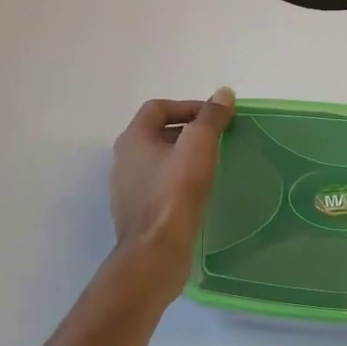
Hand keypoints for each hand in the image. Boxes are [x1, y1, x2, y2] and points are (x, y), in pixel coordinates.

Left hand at [109, 89, 235, 303]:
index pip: (158, 108)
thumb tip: (223, 93)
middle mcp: (123, 161)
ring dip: (183, 158)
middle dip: (188, 131)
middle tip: (217, 139)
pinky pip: (159, 188)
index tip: (216, 118)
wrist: (156, 252)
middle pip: (157, 133)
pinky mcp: (137, 215)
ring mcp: (127, 190)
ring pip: (158, 162)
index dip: (188, 106)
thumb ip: (211, 117)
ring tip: (211, 164)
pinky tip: (199, 192)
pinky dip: (179, 182)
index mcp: (132, 139)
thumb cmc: (175, 192)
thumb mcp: (198, 145)